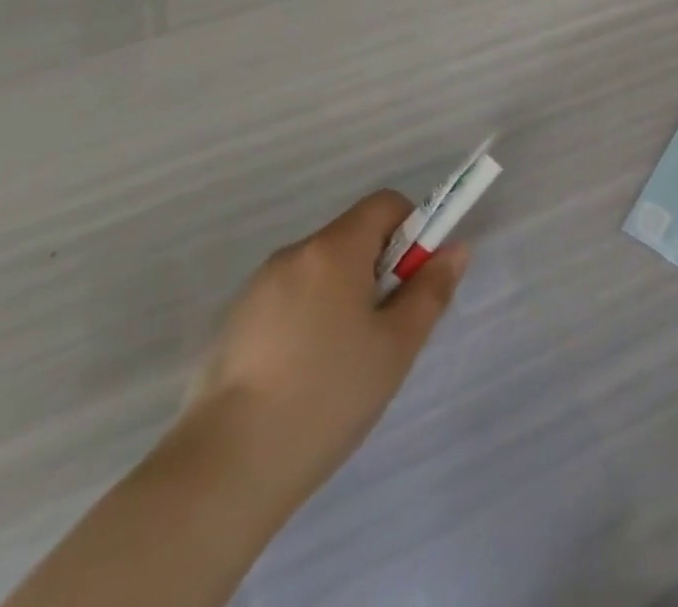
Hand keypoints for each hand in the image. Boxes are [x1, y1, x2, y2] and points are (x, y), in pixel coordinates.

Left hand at [181, 190, 467, 506]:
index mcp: (334, 249)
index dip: (412, 229)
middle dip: (377, 270)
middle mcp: (293, 255)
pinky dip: (307, 321)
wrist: (222, 472)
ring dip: (342, 297)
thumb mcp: (397, 345)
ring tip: (343, 363)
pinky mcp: (231, 327)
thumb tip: (455, 249)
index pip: (385, 204)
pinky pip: (287, 302)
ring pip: (319, 274)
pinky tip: (303, 379)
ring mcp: (256, 290)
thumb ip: (430, 290)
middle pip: (351, 238)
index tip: (414, 279)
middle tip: (385, 329)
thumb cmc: (327, 395)